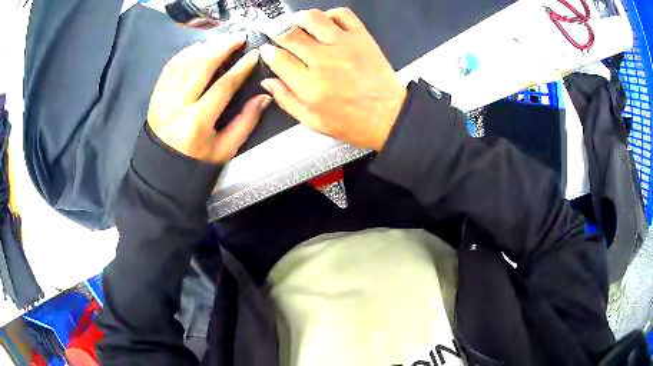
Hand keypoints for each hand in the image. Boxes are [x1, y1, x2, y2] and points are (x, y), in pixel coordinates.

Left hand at [148, 36, 271, 163]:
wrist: (162, 168)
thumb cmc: (196, 161)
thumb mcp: (225, 149)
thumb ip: (246, 122)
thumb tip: (264, 96)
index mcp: (197, 123)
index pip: (222, 87)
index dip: (240, 68)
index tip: (253, 54)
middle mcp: (177, 107)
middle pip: (201, 67)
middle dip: (222, 48)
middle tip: (238, 37)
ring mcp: (162, 99)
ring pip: (185, 63)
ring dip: (205, 47)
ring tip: (220, 41)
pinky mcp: (155, 95)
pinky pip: (169, 67)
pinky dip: (184, 54)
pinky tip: (197, 48)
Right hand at [259, 8, 406, 150]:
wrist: (388, 117)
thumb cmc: (354, 122)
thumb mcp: (312, 121)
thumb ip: (286, 100)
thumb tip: (269, 82)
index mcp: (309, 86)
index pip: (277, 58)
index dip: (268, 52)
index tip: (268, 50)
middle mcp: (324, 61)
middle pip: (289, 34)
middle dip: (278, 33)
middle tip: (279, 36)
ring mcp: (344, 46)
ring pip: (312, 18)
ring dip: (299, 18)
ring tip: (297, 24)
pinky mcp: (361, 38)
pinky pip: (342, 14)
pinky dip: (330, 14)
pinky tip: (326, 24)